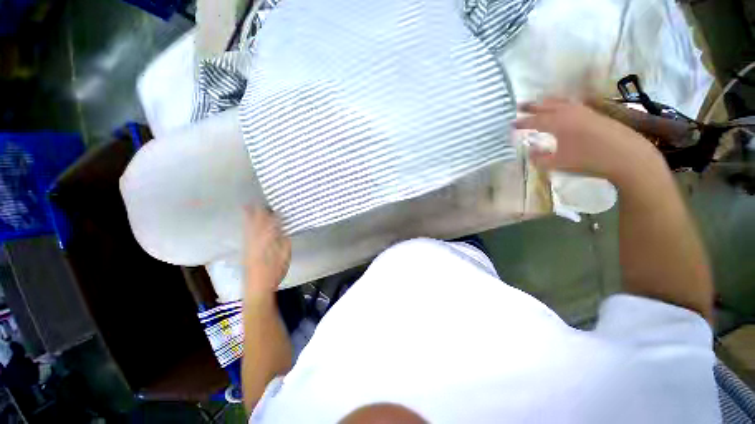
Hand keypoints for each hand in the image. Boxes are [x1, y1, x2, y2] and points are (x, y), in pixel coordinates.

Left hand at [244, 207, 290, 295]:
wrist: (257, 286)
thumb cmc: (273, 273)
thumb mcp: (285, 258)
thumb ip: (285, 243)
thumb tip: (284, 233)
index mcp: (268, 237)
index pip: (273, 221)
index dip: (277, 214)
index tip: (280, 208)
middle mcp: (257, 236)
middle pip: (258, 219)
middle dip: (260, 209)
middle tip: (262, 201)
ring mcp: (249, 241)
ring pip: (249, 223)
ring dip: (250, 214)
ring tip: (249, 205)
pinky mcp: (245, 247)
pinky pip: (245, 230)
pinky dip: (246, 223)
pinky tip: (246, 222)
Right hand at [515, 98, 664, 186]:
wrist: (622, 152)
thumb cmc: (589, 159)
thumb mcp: (563, 163)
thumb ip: (544, 159)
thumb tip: (529, 153)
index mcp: (555, 122)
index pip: (533, 121)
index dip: (522, 123)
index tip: (511, 124)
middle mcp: (565, 111)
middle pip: (544, 105)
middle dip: (532, 106)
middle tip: (520, 106)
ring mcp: (580, 109)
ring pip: (558, 101)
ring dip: (547, 102)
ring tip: (542, 103)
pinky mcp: (592, 112)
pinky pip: (571, 103)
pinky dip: (562, 104)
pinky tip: (566, 108)